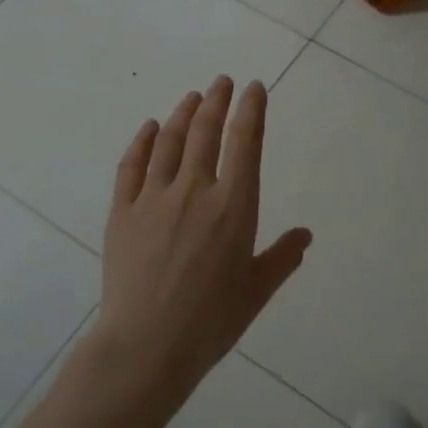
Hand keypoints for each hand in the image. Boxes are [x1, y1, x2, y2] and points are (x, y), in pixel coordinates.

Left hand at [88, 76, 312, 399]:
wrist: (147, 345)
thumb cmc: (211, 321)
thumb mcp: (257, 291)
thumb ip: (282, 257)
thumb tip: (305, 235)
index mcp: (234, 207)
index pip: (245, 143)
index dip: (250, 110)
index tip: (253, 88)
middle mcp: (195, 191)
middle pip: (206, 132)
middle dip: (216, 101)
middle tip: (221, 81)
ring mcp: (153, 198)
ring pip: (170, 142)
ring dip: (182, 114)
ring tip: (192, 97)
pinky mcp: (122, 212)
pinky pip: (131, 166)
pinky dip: (142, 142)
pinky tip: (150, 128)